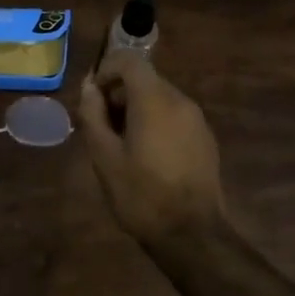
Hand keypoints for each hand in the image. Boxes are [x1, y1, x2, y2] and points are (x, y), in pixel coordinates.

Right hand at [77, 51, 226, 243]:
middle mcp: (180, 101)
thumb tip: (89, 87)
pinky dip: (155, 121)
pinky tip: (145, 155)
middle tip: (100, 125)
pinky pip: (174, 116)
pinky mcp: (205, 138)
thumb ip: (93, 115)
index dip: (106, 70)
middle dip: (119, 93)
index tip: (92, 97)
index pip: (130, 60)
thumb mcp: (104, 157)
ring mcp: (197, 120)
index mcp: (155, 100)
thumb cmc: (141, 195)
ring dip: (136, 108)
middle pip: (145, 79)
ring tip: (119, 143)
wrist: (192, 235)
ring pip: (160, 97)